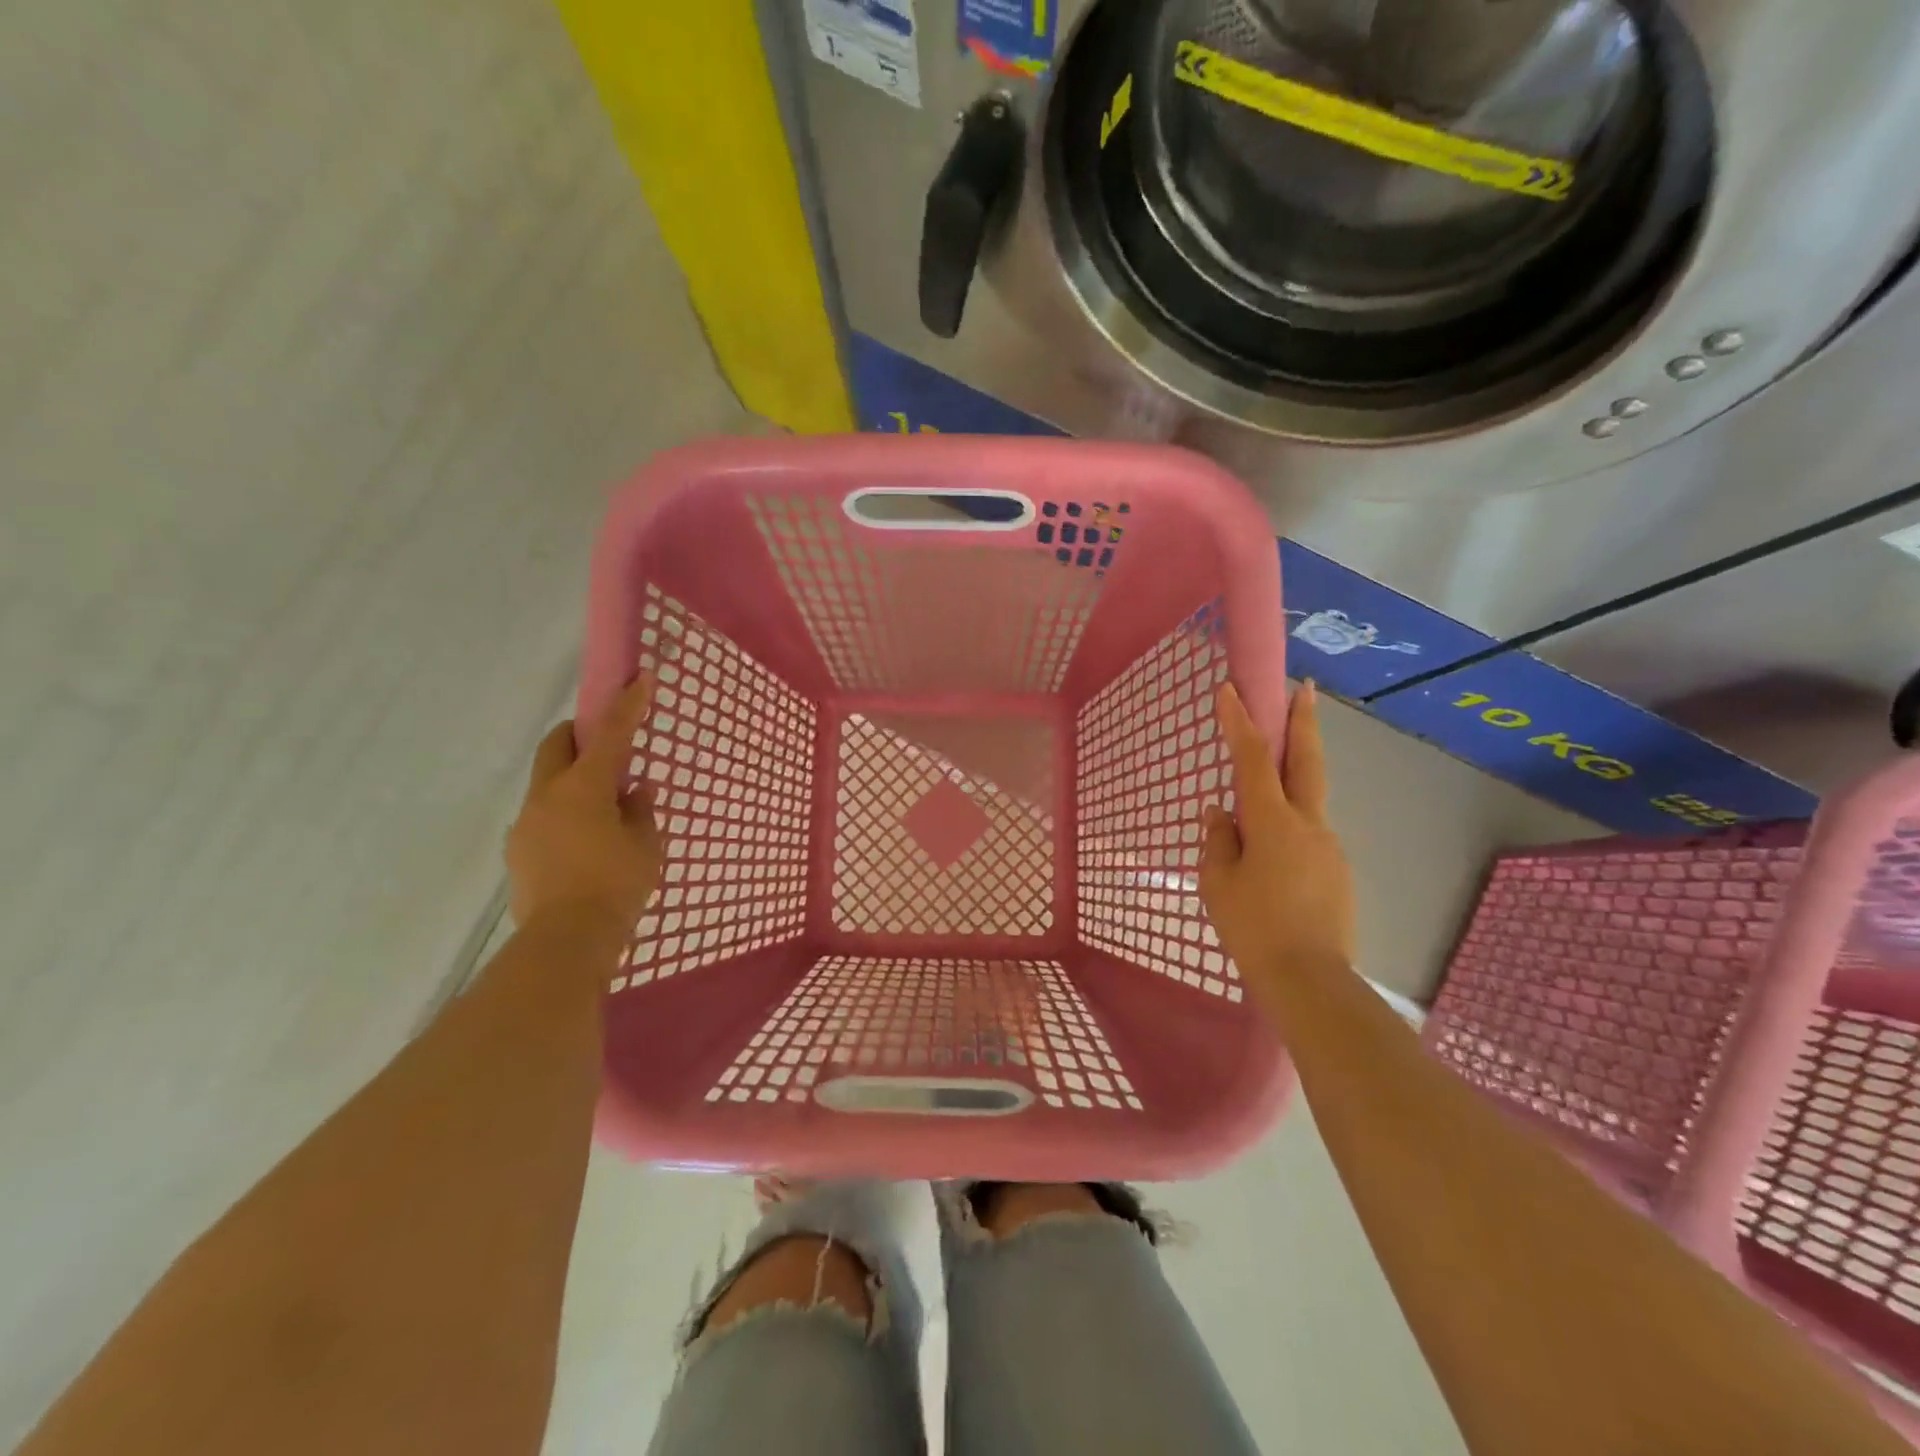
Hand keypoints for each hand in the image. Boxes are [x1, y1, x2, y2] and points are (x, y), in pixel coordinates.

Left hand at [506, 674, 662, 938]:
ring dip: (573, 781)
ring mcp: (527, 823)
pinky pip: (543, 816)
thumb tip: (636, 791)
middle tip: (607, 747)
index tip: (639, 678)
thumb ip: (641, 811)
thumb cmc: (617, 886)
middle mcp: (548, 796)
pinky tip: (585, 844)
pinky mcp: (518, 850)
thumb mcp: (646, 846)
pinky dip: (564, 813)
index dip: (627, 704)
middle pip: (556, 745)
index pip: (610, 734)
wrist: (567, 941)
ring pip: (548, 783)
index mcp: (584, 787)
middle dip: (580, 734)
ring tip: (604, 811)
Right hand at [1199, 681, 1355, 1002]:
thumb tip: (1221, 813)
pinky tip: (1273, 858)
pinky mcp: (1337, 870)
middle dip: (1304, 720)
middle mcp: (1308, 824)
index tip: (1229, 689)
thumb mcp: (1217, 882)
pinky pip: (1308, 835)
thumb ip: (1218, 840)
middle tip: (1305, 688)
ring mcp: (1328, 846)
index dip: (1240, 721)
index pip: (1254, 759)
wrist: (1310, 980)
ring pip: (1308, 800)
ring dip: (1293, 779)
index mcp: (1273, 823)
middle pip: (1308, 761)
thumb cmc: (1253, 928)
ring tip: (1260, 802)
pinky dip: (1290, 827)